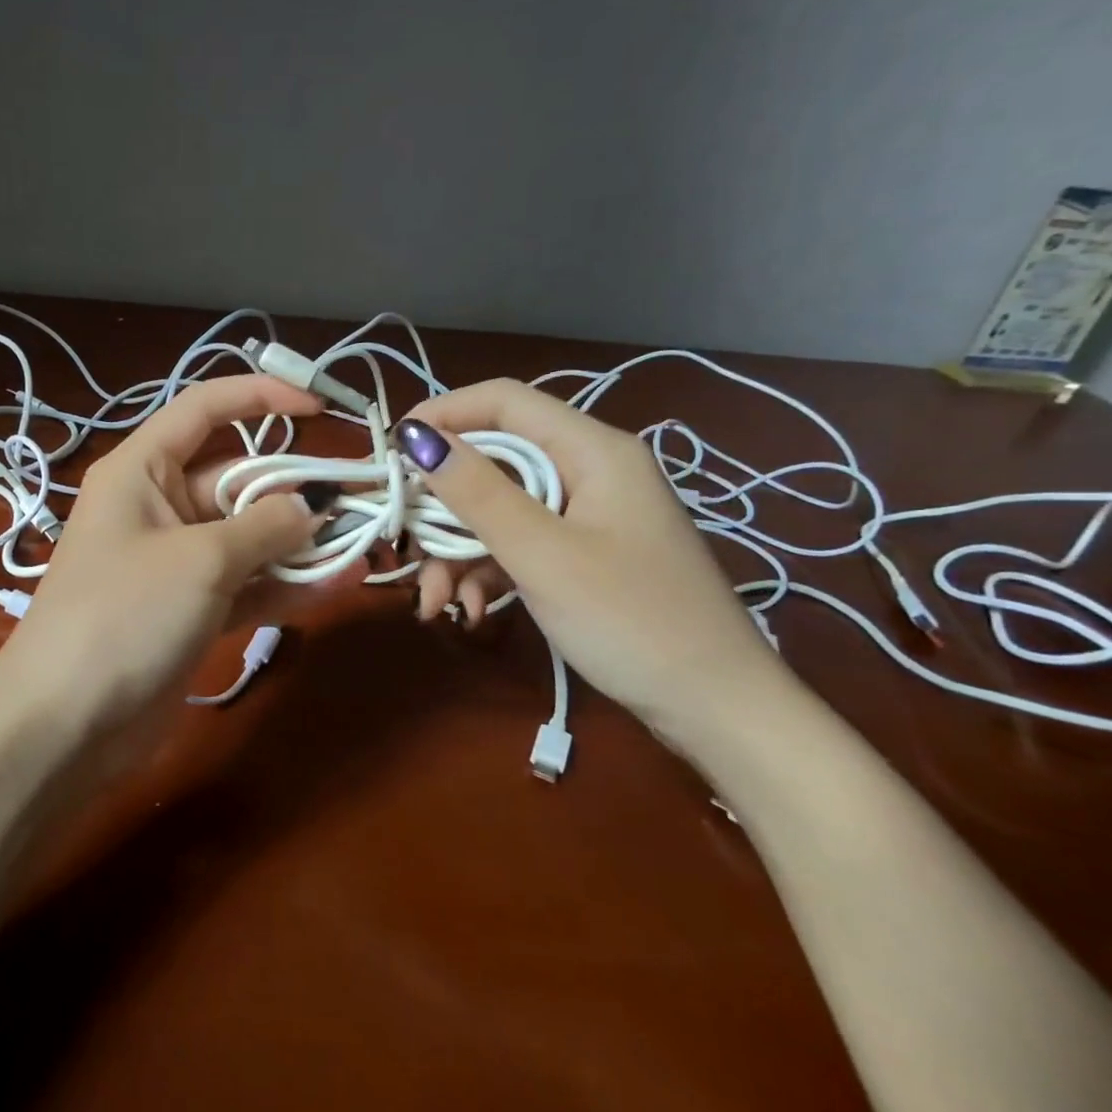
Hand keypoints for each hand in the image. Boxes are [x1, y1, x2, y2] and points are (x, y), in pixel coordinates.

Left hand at [0, 374, 324, 723]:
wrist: (66, 725)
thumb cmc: (124, 615)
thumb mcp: (202, 560)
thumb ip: (266, 526)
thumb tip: (313, 506)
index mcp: (142, 471)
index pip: (205, 409)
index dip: (261, 397)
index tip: (319, 408)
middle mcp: (159, 507)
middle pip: (237, 480)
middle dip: (295, 489)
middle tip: (358, 500)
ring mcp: (176, 563)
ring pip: (248, 537)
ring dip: (299, 542)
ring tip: (361, 545)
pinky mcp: (189, 610)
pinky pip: (245, 584)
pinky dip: (284, 585)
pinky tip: (337, 584)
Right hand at [396, 380, 791, 742]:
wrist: (719, 709)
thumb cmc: (632, 622)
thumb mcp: (542, 555)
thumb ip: (477, 492)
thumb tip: (415, 437)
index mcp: (592, 450)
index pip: (504, 401)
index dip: (443, 416)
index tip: (391, 454)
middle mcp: (590, 470)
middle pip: (495, 462)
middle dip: (444, 508)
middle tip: (406, 547)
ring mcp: (589, 515)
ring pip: (501, 509)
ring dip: (460, 551)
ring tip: (438, 604)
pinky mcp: (585, 554)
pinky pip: (522, 544)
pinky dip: (490, 571)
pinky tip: (473, 610)